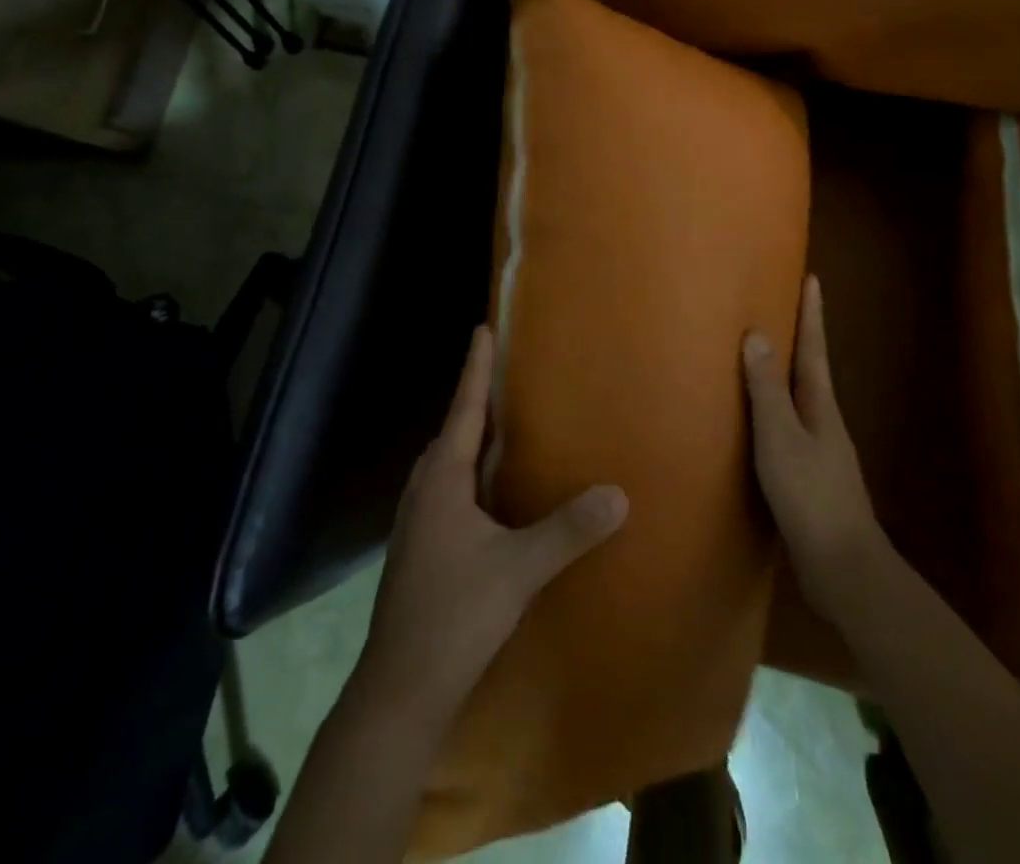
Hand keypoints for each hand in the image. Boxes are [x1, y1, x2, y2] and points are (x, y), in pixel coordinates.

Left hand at [349, 326, 628, 736]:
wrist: (400, 691)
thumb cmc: (454, 616)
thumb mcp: (519, 571)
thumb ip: (568, 530)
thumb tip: (619, 493)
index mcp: (441, 481)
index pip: (463, 409)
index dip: (475, 368)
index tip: (483, 328)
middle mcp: (424, 491)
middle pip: (453, 431)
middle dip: (478, 399)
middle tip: (509, 375)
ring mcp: (418, 521)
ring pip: (449, 463)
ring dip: (474, 438)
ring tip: (506, 425)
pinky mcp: (421, 547)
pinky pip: (449, 489)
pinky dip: (472, 473)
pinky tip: (494, 491)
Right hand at [744, 274, 888, 619]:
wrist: (844, 568)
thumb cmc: (811, 495)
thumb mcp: (781, 438)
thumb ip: (767, 390)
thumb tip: (756, 335)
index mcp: (820, 405)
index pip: (814, 348)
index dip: (812, 314)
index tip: (812, 279)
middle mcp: (824, 421)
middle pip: (810, 370)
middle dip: (800, 339)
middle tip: (781, 309)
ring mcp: (821, 451)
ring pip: (799, 400)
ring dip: (785, 375)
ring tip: (761, 358)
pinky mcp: (810, 477)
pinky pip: (789, 428)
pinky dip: (774, 411)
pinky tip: (758, 423)